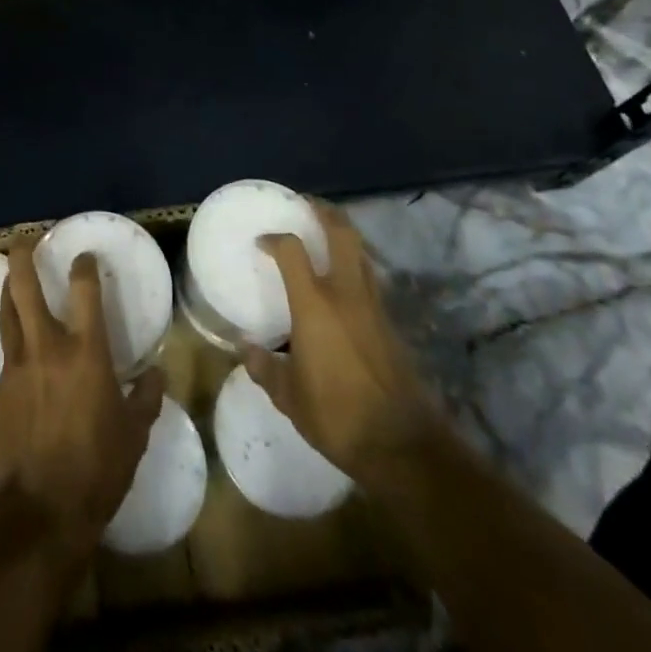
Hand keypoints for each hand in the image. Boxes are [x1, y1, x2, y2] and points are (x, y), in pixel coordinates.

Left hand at [0, 240, 165, 557]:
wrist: (41, 514)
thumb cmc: (98, 471)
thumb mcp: (134, 436)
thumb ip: (146, 399)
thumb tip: (156, 375)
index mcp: (86, 354)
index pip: (84, 291)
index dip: (84, 266)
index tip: (84, 256)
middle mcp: (46, 348)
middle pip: (25, 287)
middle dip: (23, 256)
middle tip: (24, 238)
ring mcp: (16, 368)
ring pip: (7, 313)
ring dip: (9, 289)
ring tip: (12, 277)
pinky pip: (6, 358)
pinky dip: (14, 348)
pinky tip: (22, 362)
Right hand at [246, 202, 441, 480]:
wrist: (404, 446)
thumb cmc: (337, 416)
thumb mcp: (289, 397)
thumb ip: (266, 369)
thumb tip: (246, 351)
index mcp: (315, 304)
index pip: (292, 250)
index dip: (275, 239)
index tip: (262, 241)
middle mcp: (346, 294)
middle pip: (341, 234)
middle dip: (324, 212)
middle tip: (307, 204)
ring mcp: (374, 307)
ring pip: (361, 254)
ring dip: (345, 237)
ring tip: (326, 236)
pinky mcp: (392, 325)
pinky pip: (371, 281)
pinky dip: (356, 268)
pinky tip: (344, 284)